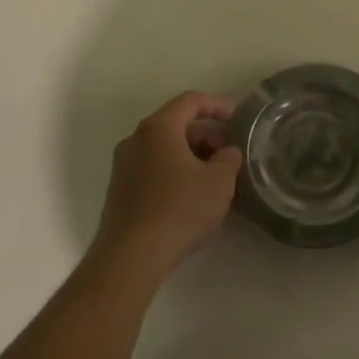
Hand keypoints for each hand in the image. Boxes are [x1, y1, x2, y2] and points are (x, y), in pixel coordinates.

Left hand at [93, 92, 241, 285]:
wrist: (129, 258)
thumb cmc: (178, 210)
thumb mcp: (219, 182)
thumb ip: (229, 159)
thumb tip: (226, 153)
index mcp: (158, 128)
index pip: (190, 101)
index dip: (217, 105)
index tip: (237, 118)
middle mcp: (136, 140)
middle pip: (176, 125)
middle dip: (207, 136)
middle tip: (230, 155)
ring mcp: (124, 166)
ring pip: (165, 149)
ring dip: (193, 156)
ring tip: (216, 179)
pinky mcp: (120, 191)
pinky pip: (154, 168)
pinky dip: (177, 172)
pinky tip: (194, 196)